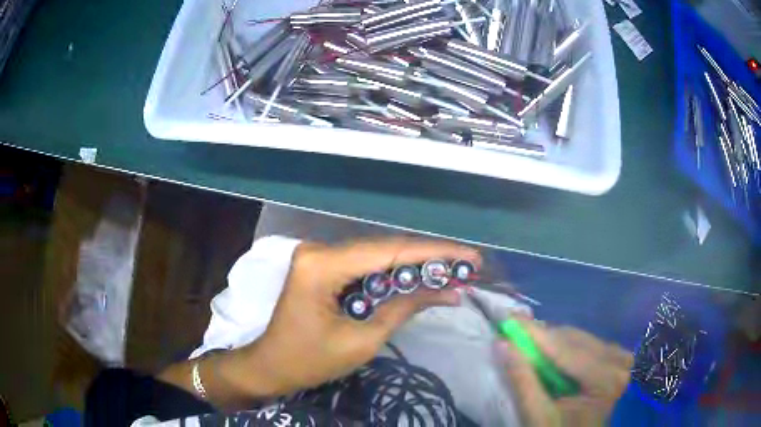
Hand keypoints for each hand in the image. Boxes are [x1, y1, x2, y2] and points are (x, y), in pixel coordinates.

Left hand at [243, 238, 480, 395]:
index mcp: (322, 265)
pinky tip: (419, 280)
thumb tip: (448, 291)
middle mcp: (319, 249)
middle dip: (429, 259)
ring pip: (377, 255)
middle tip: (468, 265)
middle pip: (385, 248)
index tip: (470, 256)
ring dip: (413, 266)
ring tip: (452, 272)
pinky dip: (393, 275)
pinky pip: (364, 266)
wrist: (271, 366)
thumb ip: (404, 308)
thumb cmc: (309, 361)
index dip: (435, 253)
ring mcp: (319, 255)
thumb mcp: (362, 341)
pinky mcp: (322, 266)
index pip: (390, 251)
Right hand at [495, 319, 632, 426]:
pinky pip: (587, 343)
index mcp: (606, 381)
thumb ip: (523, 380)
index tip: (510, 320)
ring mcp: (620, 360)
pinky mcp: (615, 360)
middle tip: (515, 332)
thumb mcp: (538, 415)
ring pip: (581, 338)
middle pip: (576, 341)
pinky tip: (551, 351)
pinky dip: (565, 345)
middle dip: (544, 337)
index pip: (568, 352)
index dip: (536, 335)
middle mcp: (619, 364)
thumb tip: (503, 344)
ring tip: (529, 342)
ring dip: (553, 340)